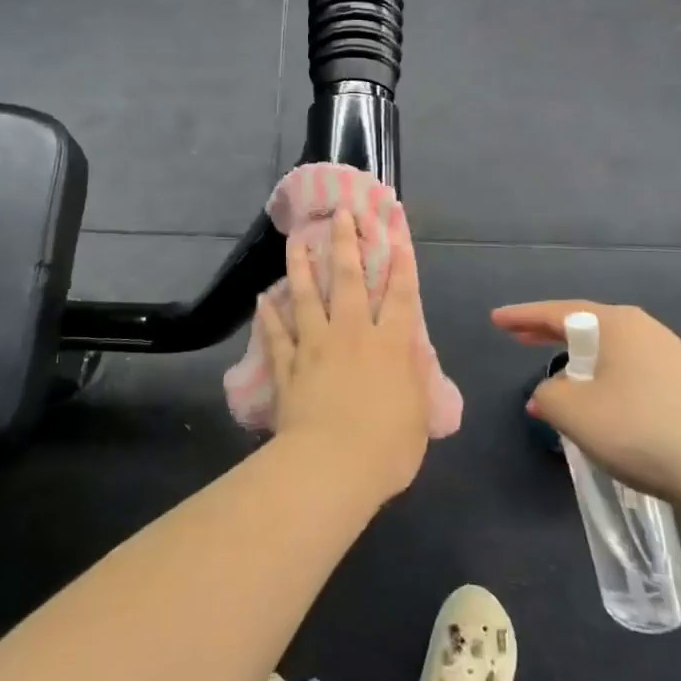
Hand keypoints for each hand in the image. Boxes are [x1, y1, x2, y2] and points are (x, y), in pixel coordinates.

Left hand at [259, 206, 428, 502]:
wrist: (331, 466)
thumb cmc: (386, 447)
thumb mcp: (418, 415)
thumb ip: (415, 378)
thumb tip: (413, 351)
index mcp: (390, 345)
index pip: (400, 295)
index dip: (401, 262)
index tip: (395, 232)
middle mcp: (352, 334)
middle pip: (349, 280)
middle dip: (346, 243)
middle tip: (340, 214)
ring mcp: (316, 346)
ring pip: (307, 297)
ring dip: (301, 267)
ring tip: (296, 241)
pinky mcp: (288, 366)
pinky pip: (277, 335)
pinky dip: (269, 316)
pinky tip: (262, 298)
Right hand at [493, 300, 680, 507]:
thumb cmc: (640, 429)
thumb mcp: (574, 412)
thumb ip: (548, 395)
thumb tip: (550, 394)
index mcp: (616, 324)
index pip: (557, 312)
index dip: (522, 316)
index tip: (496, 320)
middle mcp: (642, 329)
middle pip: (584, 325)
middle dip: (548, 332)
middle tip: (517, 337)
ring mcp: (667, 356)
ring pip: (607, 350)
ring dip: (576, 360)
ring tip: (553, 378)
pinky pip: (627, 370)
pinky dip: (601, 378)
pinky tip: (594, 403)